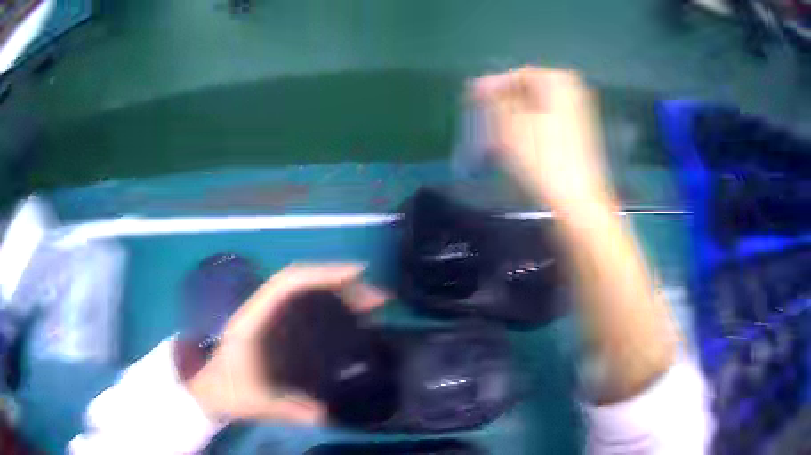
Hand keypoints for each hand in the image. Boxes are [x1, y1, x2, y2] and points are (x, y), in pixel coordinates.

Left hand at [185, 263, 387, 423]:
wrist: (207, 391)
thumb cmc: (228, 392)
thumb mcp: (259, 404)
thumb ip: (290, 411)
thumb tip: (327, 413)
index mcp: (253, 321)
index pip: (287, 283)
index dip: (321, 273)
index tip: (357, 274)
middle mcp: (260, 311)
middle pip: (302, 283)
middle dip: (342, 284)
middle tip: (378, 298)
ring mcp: (266, 317)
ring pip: (304, 293)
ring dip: (338, 293)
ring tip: (372, 305)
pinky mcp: (272, 327)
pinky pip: (303, 307)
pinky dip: (329, 305)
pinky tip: (348, 319)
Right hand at [471, 67, 614, 211]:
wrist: (577, 201)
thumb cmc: (541, 159)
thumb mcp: (508, 123)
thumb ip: (492, 98)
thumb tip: (480, 86)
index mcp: (557, 80)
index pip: (517, 75)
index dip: (491, 87)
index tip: (470, 101)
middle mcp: (571, 91)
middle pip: (527, 92)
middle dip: (502, 106)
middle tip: (482, 122)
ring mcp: (577, 114)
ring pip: (535, 110)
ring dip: (512, 121)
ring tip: (493, 140)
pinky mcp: (578, 136)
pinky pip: (546, 124)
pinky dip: (528, 131)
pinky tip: (514, 149)